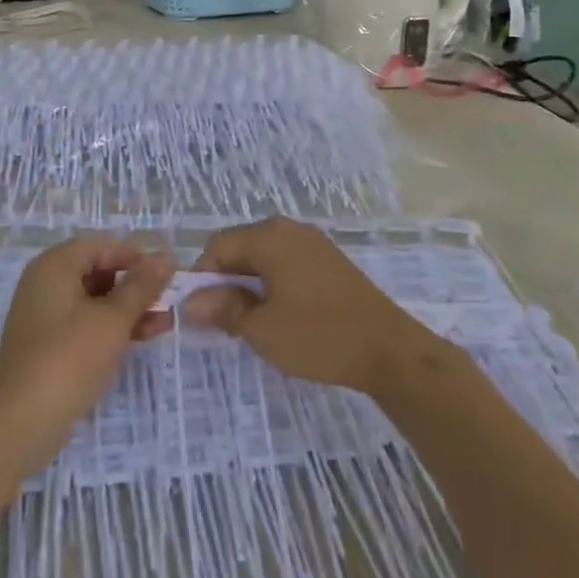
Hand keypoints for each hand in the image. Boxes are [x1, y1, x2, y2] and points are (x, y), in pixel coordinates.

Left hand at [0, 236, 174, 477]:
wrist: (17, 426)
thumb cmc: (68, 359)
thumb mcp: (113, 320)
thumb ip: (141, 287)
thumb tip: (165, 258)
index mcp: (55, 265)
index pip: (102, 246)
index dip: (136, 257)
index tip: (166, 275)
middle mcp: (46, 283)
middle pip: (98, 272)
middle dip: (135, 286)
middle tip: (168, 302)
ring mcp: (44, 316)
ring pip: (94, 301)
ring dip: (128, 310)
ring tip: (164, 324)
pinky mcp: (46, 346)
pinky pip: (84, 325)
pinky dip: (110, 329)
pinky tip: (138, 341)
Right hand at [179, 217, 445, 395]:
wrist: (388, 348)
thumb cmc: (318, 335)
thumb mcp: (262, 328)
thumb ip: (224, 309)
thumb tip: (191, 302)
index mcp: (269, 236)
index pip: (218, 246)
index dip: (201, 278)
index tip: (200, 314)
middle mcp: (288, 229)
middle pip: (240, 247)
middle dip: (225, 281)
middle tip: (222, 323)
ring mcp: (312, 242)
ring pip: (263, 256)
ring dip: (249, 284)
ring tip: (250, 323)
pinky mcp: (328, 260)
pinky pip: (286, 263)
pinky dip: (273, 284)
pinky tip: (279, 316)